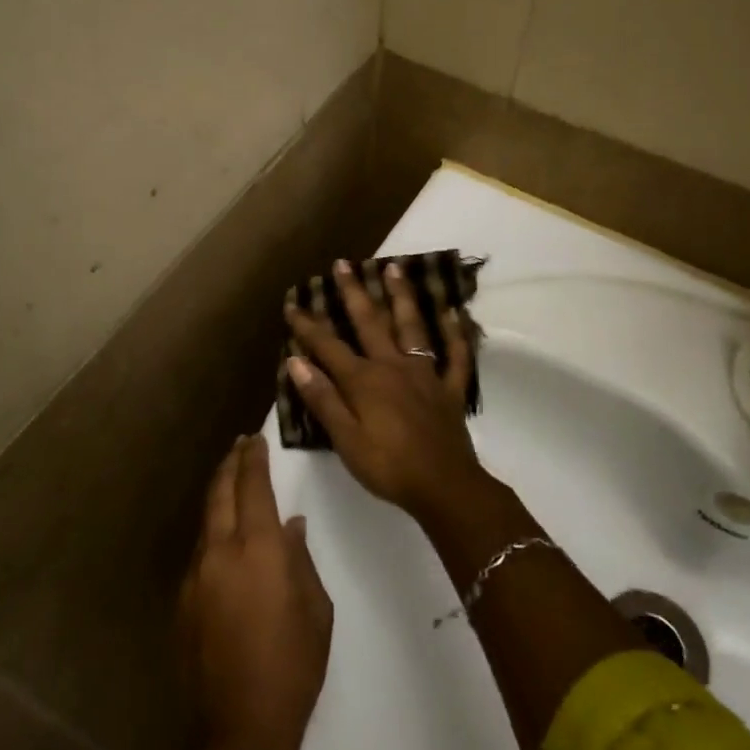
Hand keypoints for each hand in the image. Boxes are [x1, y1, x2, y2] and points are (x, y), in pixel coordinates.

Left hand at [180, 436, 332, 749]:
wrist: (240, 729)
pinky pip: (200, 553)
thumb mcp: (316, 609)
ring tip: (232, 483)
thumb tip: (290, 527)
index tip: (256, 438)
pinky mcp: (183, 602)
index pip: (253, 487)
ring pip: (206, 522)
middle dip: (230, 465)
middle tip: (239, 446)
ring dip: (219, 497)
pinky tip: (225, 540)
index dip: (254, 459)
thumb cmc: (293, 666)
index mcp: (258, 550)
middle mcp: (220, 553)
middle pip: (220, 493)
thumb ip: (300, 559)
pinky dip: (213, 533)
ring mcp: (195, 577)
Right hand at [285, 258, 484, 518]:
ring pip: (412, 327)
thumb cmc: (388, 466)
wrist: (444, 486)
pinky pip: (455, 356)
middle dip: (354, 293)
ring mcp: (425, 374)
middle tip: (343, 264)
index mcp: (364, 381)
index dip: (309, 325)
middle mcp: (393, 366)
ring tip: (395, 268)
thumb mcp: (345, 440)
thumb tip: (297, 362)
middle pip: (370, 323)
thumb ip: (323, 399)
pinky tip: (454, 313)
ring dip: (402, 297)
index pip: (329, 346)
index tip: (293, 303)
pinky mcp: (449, 389)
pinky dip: (455, 333)